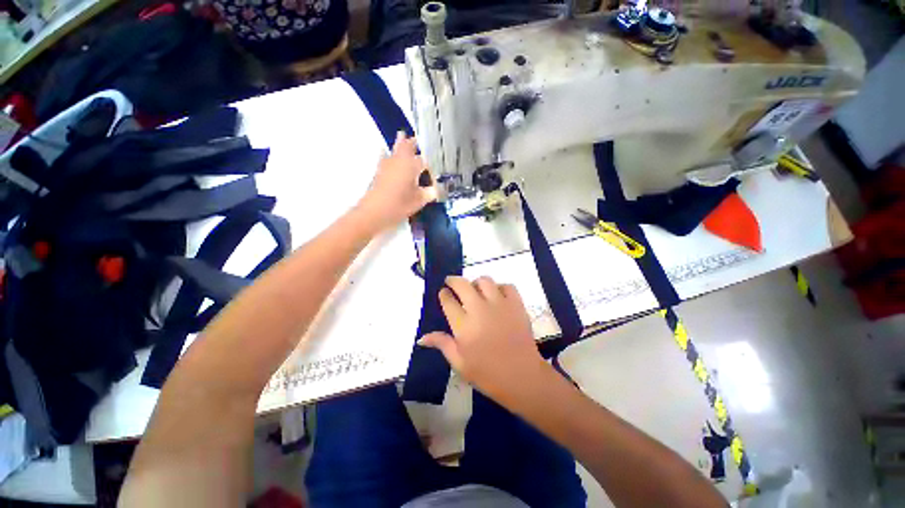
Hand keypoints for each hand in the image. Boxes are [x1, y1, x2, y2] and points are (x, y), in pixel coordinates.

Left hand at [356, 132, 435, 230]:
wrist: (375, 211)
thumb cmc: (400, 204)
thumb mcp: (420, 201)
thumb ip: (429, 193)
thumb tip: (435, 190)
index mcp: (412, 165)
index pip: (425, 161)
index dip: (430, 166)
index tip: (434, 172)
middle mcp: (400, 160)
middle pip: (407, 146)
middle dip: (413, 143)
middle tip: (417, 139)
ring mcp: (387, 164)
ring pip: (395, 149)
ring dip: (400, 143)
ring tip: (402, 136)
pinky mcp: (379, 171)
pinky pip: (385, 157)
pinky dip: (388, 154)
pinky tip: (386, 153)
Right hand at [419, 276, 549, 401]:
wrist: (522, 377)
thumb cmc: (488, 374)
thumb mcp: (460, 363)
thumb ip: (442, 344)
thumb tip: (421, 337)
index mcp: (463, 325)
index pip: (448, 301)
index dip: (443, 294)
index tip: (443, 293)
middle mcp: (479, 309)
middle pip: (462, 284)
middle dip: (453, 280)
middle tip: (451, 282)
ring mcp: (499, 304)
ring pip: (484, 280)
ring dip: (476, 283)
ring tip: (475, 290)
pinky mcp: (516, 304)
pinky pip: (506, 285)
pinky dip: (500, 287)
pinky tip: (497, 296)